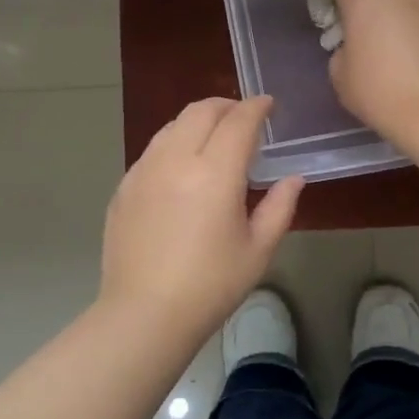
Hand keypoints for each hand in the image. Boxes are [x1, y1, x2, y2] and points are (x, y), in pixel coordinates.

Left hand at [99, 96, 302, 339]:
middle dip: (226, 105)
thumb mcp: (258, 249)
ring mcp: (144, 171)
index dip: (256, 107)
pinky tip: (182, 167)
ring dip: (198, 120)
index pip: (238, 121)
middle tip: (243, 117)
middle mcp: (176, 160)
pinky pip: (153, 149)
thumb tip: (293, 178)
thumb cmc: (211, 285)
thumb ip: (280, 207)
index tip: (268, 104)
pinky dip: (174, 143)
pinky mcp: (125, 187)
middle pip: (201, 111)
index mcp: (215, 173)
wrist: (144, 314)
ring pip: (173, 125)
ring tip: (213, 137)